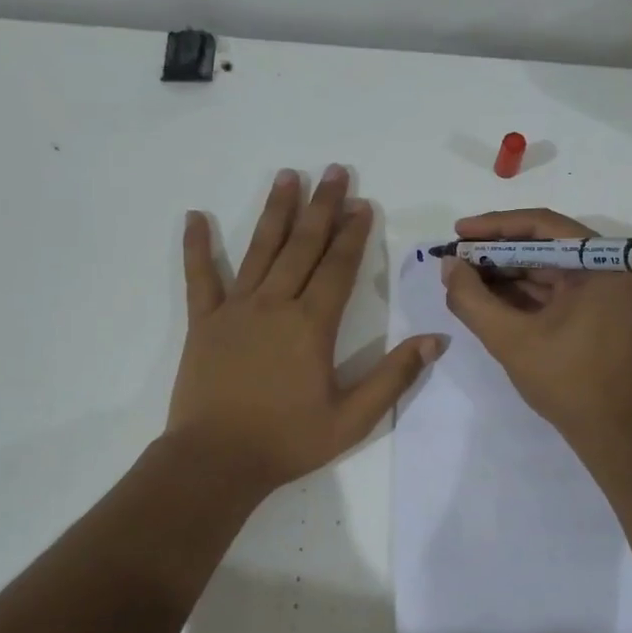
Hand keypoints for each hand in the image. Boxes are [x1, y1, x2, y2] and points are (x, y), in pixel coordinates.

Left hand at [167, 165, 443, 495]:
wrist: (217, 461)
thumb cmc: (288, 441)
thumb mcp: (353, 419)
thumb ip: (394, 377)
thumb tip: (436, 340)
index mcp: (312, 326)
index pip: (338, 268)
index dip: (353, 235)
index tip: (363, 204)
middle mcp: (274, 305)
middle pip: (302, 246)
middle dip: (321, 207)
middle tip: (333, 171)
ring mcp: (235, 310)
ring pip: (260, 250)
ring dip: (275, 212)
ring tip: (287, 176)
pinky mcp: (203, 323)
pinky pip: (200, 278)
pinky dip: (197, 247)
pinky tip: (195, 216)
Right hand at [440, 208, 631, 444]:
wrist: (617, 433)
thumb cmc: (569, 382)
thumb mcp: (511, 339)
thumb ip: (472, 299)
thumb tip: (448, 265)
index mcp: (605, 261)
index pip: (543, 225)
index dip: (494, 227)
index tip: (458, 233)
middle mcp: (613, 266)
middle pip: (545, 245)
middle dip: (496, 253)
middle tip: (455, 259)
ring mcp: (609, 290)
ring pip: (548, 268)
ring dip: (506, 274)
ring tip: (463, 278)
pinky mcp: (601, 310)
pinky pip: (557, 290)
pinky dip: (523, 293)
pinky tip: (487, 297)